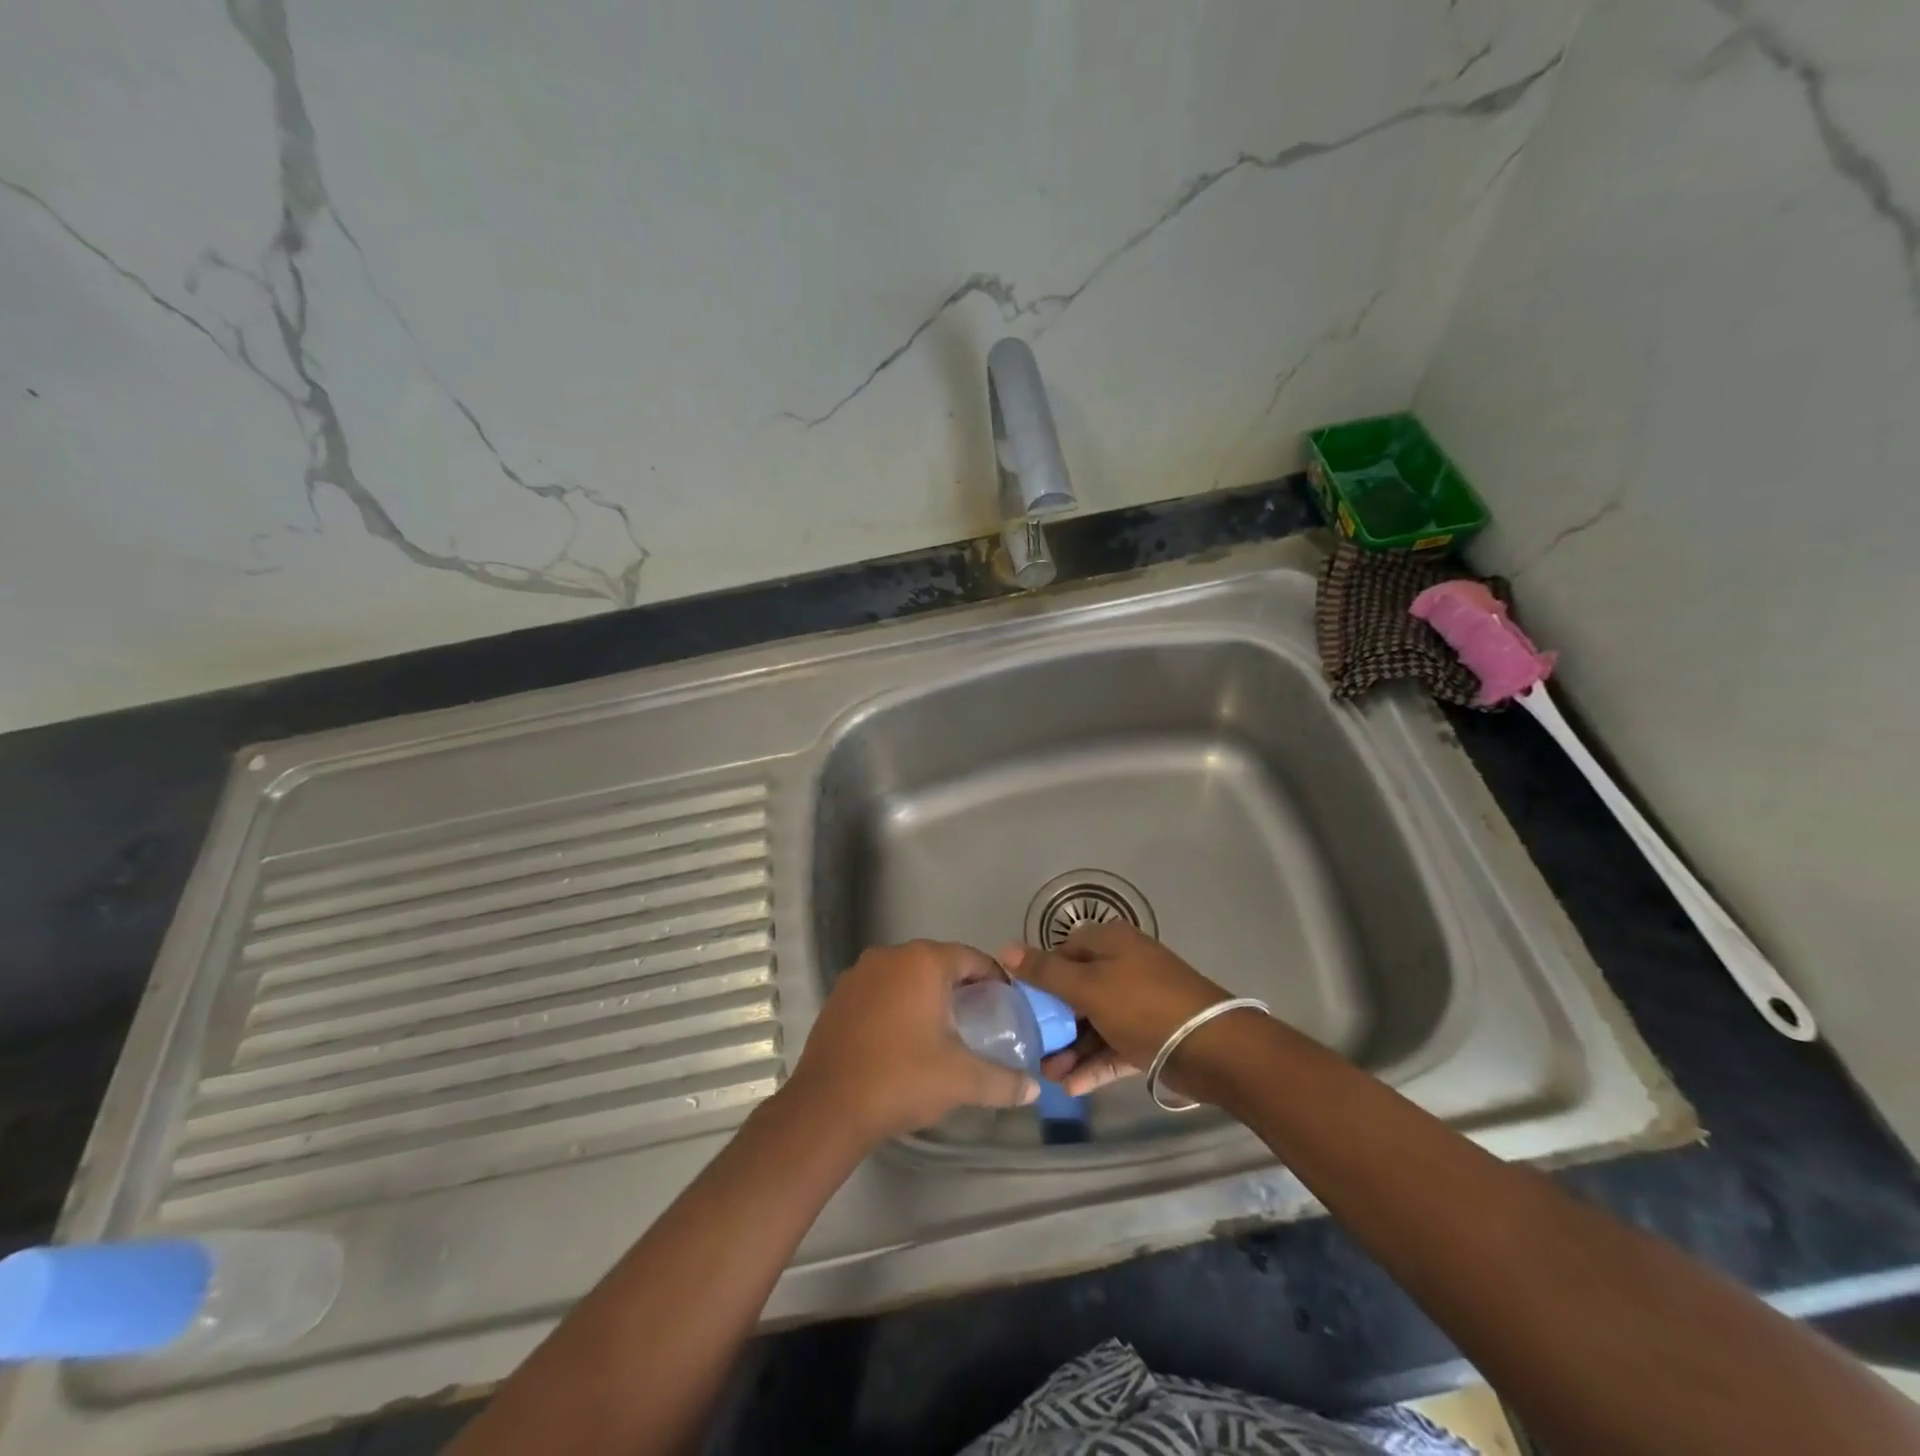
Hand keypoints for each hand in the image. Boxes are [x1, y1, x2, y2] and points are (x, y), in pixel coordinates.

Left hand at [786, 940, 1039, 1144]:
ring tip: (942, 1029)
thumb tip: (1033, 1090)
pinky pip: (880, 989)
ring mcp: (859, 973)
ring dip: (926, 994)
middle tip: (979, 1019)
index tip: (1006, 1004)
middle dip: (960, 986)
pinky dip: (896, 1003)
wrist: (828, 1106)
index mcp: (924, 962)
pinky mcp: (838, 995)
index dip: (994, 979)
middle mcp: (890, 956)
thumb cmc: (902, 1079)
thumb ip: (1002, 1081)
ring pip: (906, 975)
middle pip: (938, 962)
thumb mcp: (961, 1080)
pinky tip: (902, 1037)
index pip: (971, 958)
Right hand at [1001, 923, 1231, 1097]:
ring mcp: (1138, 1002)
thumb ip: (1046, 972)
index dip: (1040, 977)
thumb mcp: (1088, 987)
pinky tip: (1073, 1088)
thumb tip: (1005, 947)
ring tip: (1049, 1077)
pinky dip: (1094, 1063)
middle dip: (1054, 1022)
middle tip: (1032, 1049)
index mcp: (1110, 943)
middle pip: (1077, 990)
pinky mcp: (1150, 1035)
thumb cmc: (1144, 1006)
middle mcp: (1123, 966)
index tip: (1020, 1006)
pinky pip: (1114, 1045)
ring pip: (1094, 1022)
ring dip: (1071, 1049)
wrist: (1214, 1048)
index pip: (1063, 952)